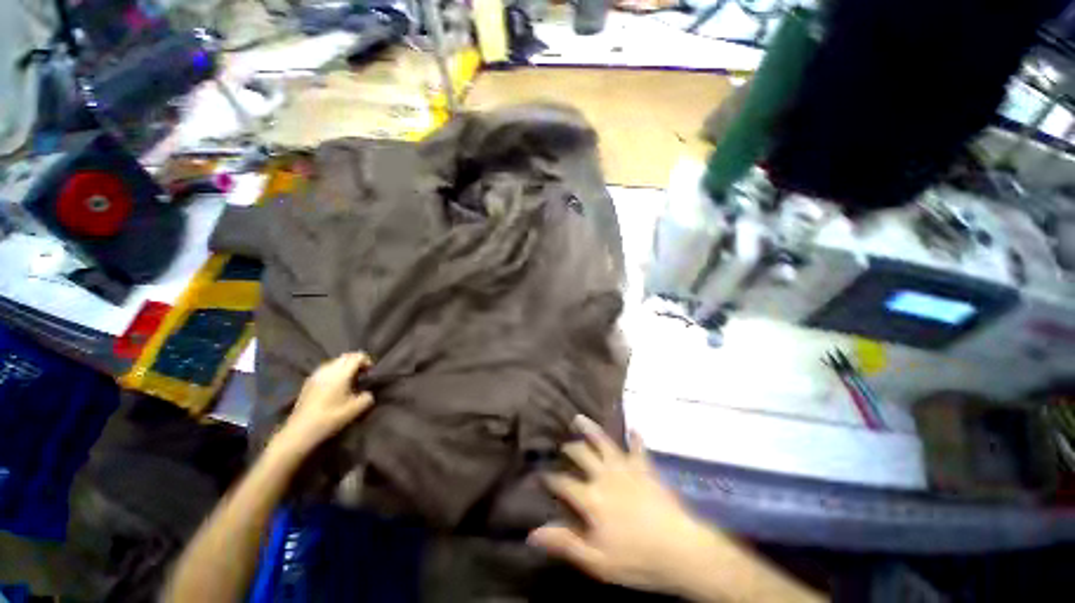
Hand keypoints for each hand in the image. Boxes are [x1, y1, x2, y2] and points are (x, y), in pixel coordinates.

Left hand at [273, 352, 374, 455]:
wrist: (300, 431)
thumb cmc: (330, 418)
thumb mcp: (356, 409)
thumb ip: (367, 397)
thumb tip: (367, 392)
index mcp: (341, 373)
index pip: (357, 356)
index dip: (367, 361)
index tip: (371, 373)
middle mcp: (328, 369)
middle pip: (346, 357)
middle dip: (356, 362)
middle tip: (363, 375)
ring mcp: (316, 375)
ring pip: (335, 362)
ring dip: (345, 367)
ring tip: (350, 380)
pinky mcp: (308, 382)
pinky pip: (326, 369)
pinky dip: (335, 372)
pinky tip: (335, 386)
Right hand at [528, 416, 726, 595]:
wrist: (681, 550)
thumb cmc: (637, 559)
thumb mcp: (597, 561)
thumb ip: (565, 543)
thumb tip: (532, 533)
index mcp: (591, 497)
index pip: (563, 483)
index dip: (549, 478)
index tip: (540, 473)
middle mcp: (604, 475)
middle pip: (581, 454)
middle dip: (569, 449)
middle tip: (562, 446)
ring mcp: (626, 467)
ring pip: (603, 442)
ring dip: (590, 429)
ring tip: (579, 418)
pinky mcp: (645, 467)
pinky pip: (638, 448)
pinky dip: (634, 438)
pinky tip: (633, 430)